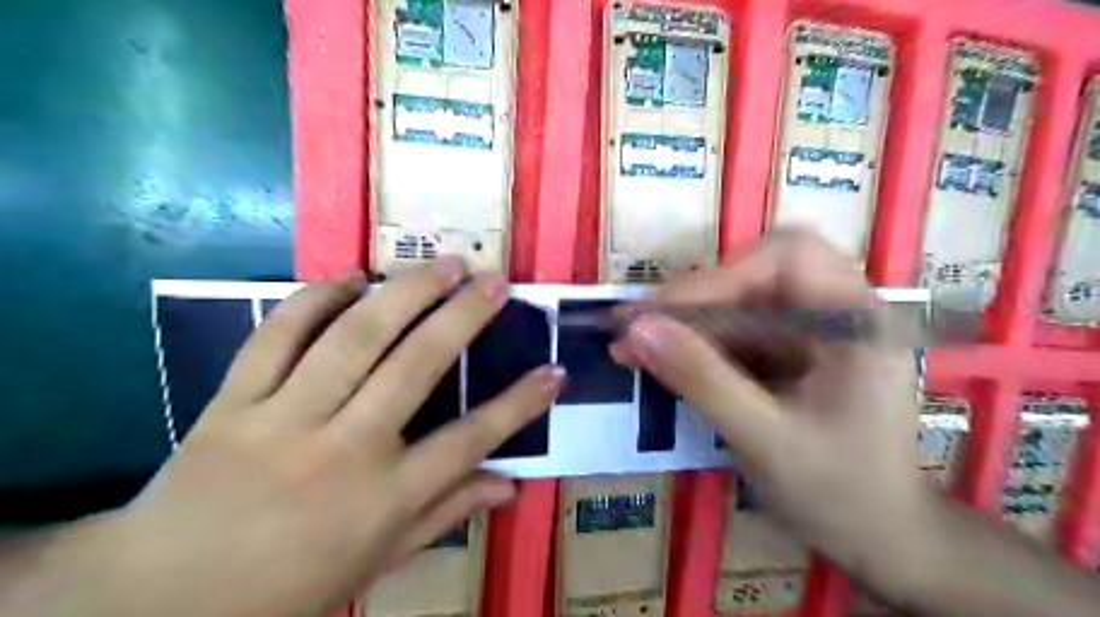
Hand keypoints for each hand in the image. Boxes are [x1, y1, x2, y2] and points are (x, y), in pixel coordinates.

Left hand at [94, 260, 560, 615]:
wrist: (155, 601)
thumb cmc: (285, 588)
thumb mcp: (378, 564)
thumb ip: (445, 514)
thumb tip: (509, 485)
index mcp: (382, 499)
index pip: (469, 441)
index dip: (519, 404)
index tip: (553, 371)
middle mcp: (342, 450)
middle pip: (416, 367)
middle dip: (464, 319)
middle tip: (495, 282)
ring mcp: (282, 419)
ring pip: (354, 338)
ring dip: (405, 293)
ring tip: (443, 265)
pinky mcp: (232, 401)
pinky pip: (278, 334)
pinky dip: (315, 297)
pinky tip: (351, 275)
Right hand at [610, 232, 926, 582]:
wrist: (879, 538)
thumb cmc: (840, 494)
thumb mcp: (765, 438)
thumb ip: (702, 380)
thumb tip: (636, 329)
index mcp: (855, 319)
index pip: (787, 257)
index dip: (719, 276)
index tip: (660, 312)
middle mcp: (837, 310)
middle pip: (755, 274)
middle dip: (693, 299)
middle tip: (637, 327)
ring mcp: (812, 330)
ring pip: (737, 302)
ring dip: (684, 323)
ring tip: (632, 347)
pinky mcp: (790, 350)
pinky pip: (735, 330)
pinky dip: (696, 344)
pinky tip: (661, 361)